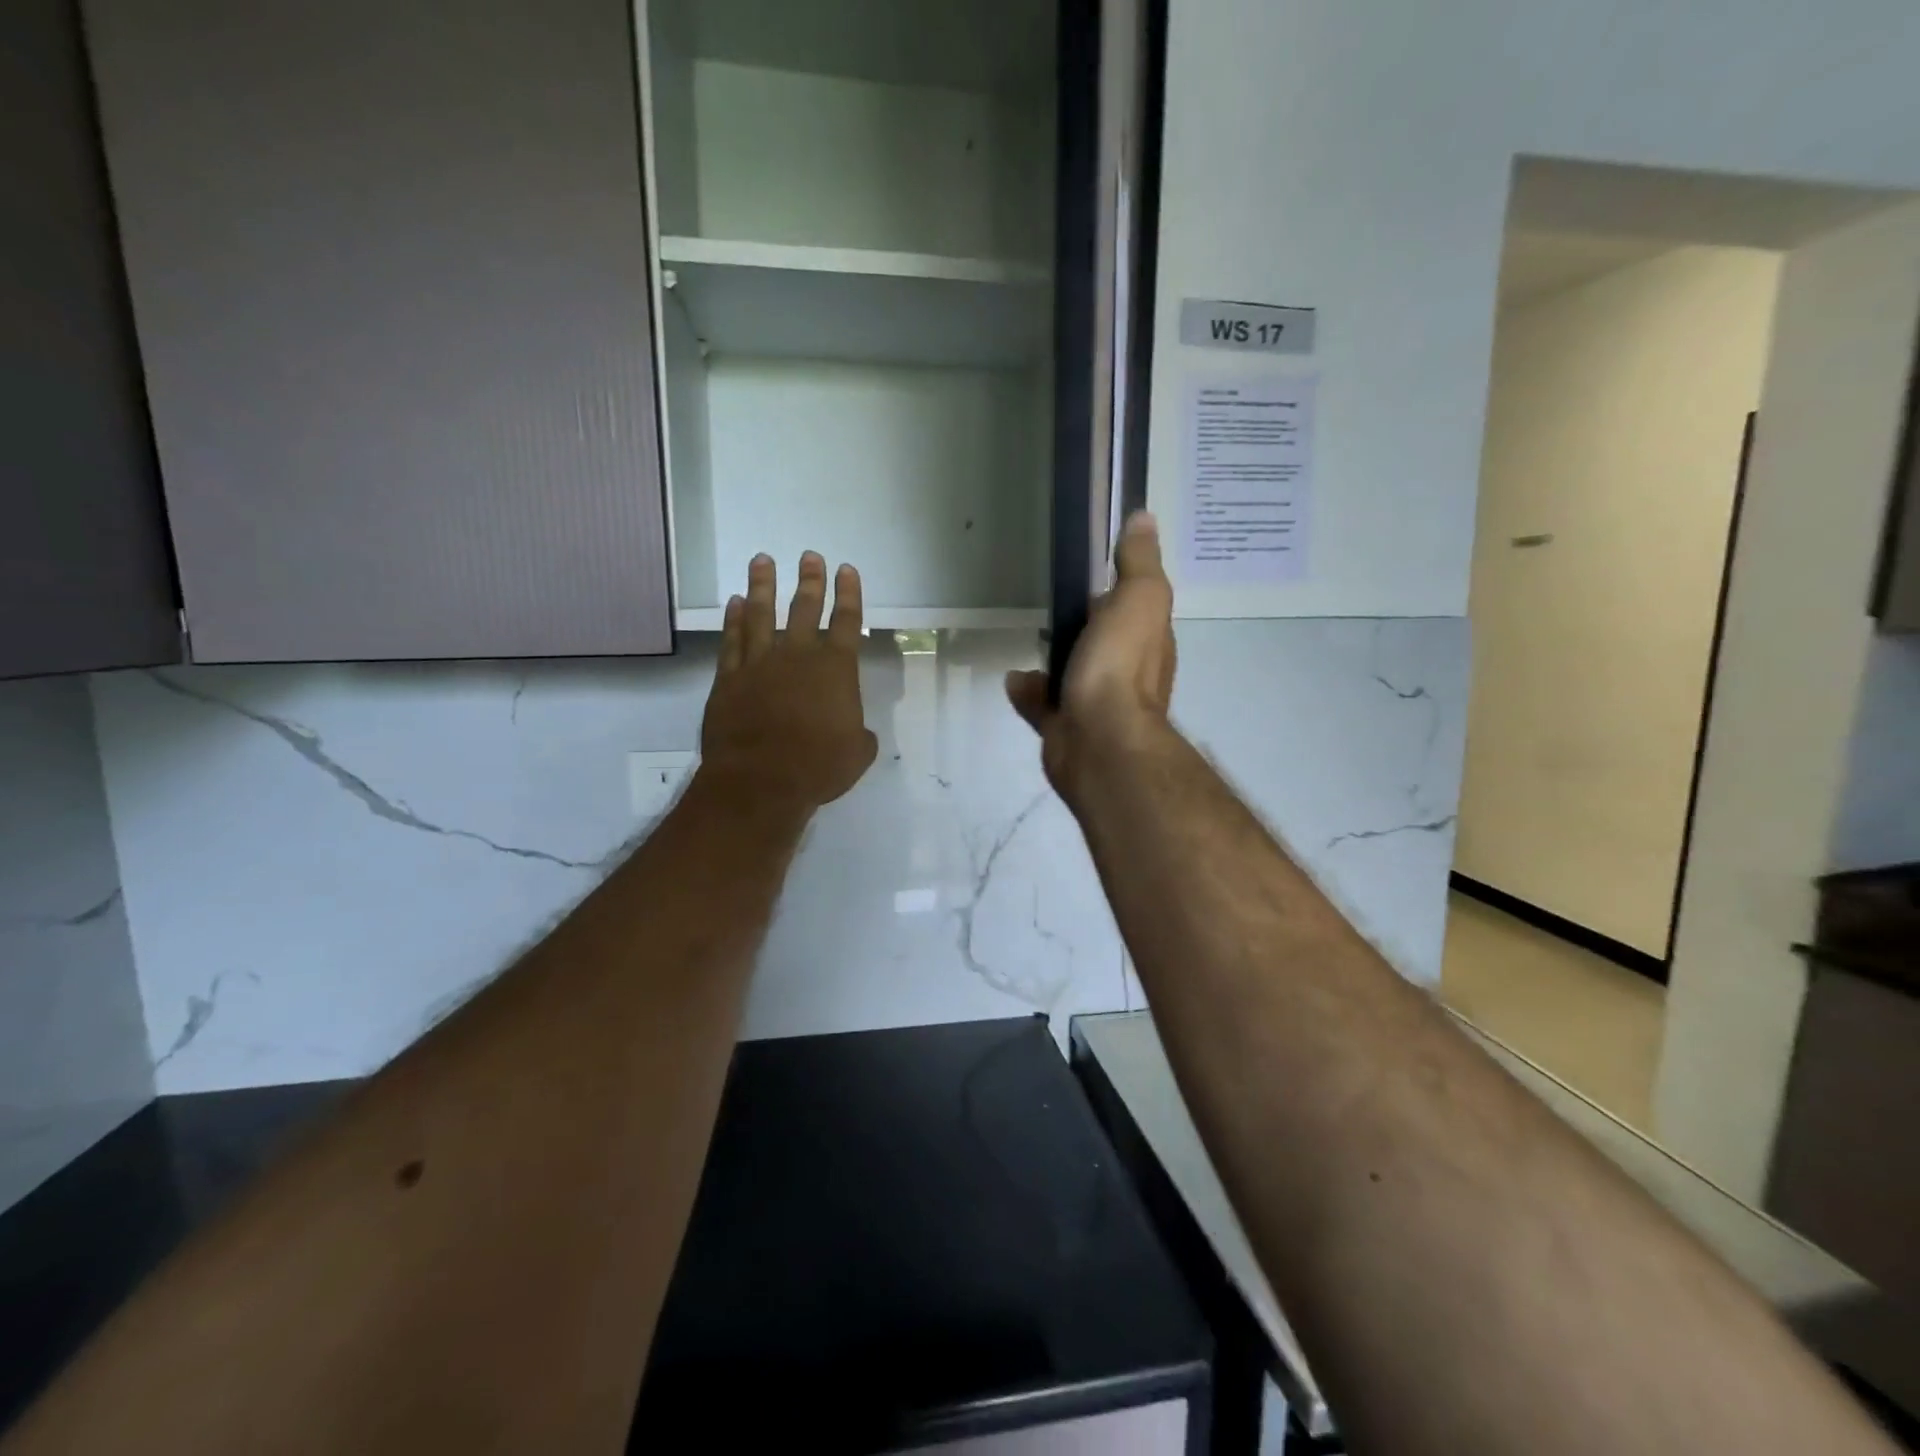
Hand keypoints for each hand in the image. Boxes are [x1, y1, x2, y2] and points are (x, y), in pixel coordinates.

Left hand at [700, 552, 878, 812]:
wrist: (760, 780)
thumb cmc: (819, 767)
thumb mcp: (857, 753)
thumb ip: (859, 735)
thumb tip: (857, 731)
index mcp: (836, 669)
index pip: (847, 621)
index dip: (849, 594)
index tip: (846, 570)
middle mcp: (798, 656)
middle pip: (805, 608)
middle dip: (810, 580)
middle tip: (810, 556)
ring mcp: (760, 663)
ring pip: (762, 615)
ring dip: (763, 586)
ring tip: (762, 560)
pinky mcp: (729, 678)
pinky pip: (732, 640)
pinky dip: (734, 619)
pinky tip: (735, 603)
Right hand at [1007, 511, 1175, 805]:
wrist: (1099, 742)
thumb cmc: (1120, 666)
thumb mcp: (1138, 599)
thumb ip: (1138, 562)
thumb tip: (1144, 518)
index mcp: (1146, 642)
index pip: (1133, 608)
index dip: (1116, 589)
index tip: (1092, 569)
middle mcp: (1124, 674)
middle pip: (1101, 642)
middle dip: (1083, 624)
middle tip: (1053, 601)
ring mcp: (1093, 704)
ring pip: (1071, 674)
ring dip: (1053, 658)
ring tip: (1029, 636)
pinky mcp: (1064, 729)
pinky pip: (1042, 705)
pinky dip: (1028, 692)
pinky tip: (1012, 678)